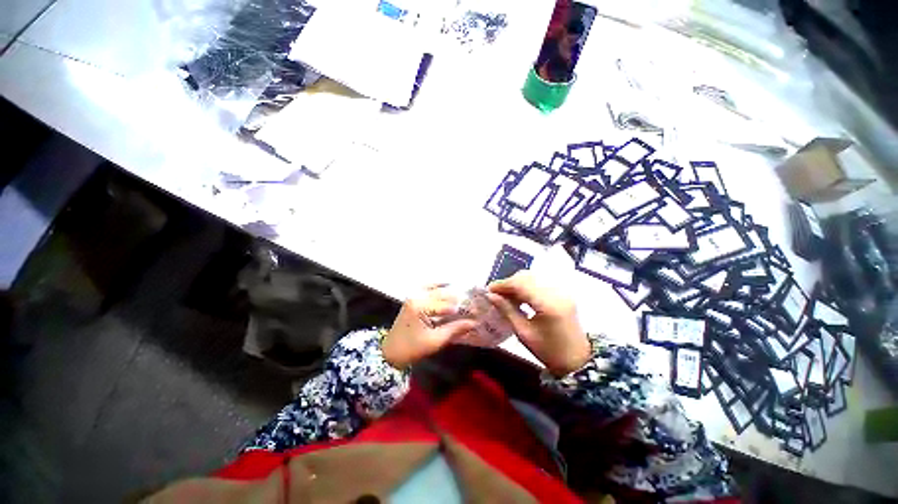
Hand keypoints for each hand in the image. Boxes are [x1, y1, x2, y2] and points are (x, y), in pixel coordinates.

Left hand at [382, 286, 477, 368]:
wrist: (390, 353)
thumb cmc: (412, 349)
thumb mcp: (435, 341)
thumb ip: (454, 329)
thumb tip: (473, 323)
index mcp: (420, 306)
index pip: (447, 305)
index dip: (462, 309)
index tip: (476, 313)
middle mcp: (416, 296)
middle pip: (442, 294)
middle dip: (458, 299)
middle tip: (472, 304)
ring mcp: (413, 296)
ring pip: (435, 289)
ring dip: (449, 291)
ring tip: (463, 296)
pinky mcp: (412, 298)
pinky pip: (426, 288)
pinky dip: (436, 286)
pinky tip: (447, 284)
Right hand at [487, 271, 590, 376]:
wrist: (578, 359)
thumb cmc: (549, 351)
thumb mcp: (524, 333)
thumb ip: (507, 311)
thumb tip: (491, 296)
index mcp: (548, 304)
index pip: (521, 284)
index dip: (502, 284)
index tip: (489, 290)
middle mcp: (557, 292)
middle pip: (527, 276)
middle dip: (509, 282)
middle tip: (496, 293)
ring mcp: (562, 290)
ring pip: (533, 277)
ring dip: (517, 283)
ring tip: (506, 295)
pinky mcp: (563, 292)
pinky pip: (540, 281)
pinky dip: (527, 285)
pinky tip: (520, 296)